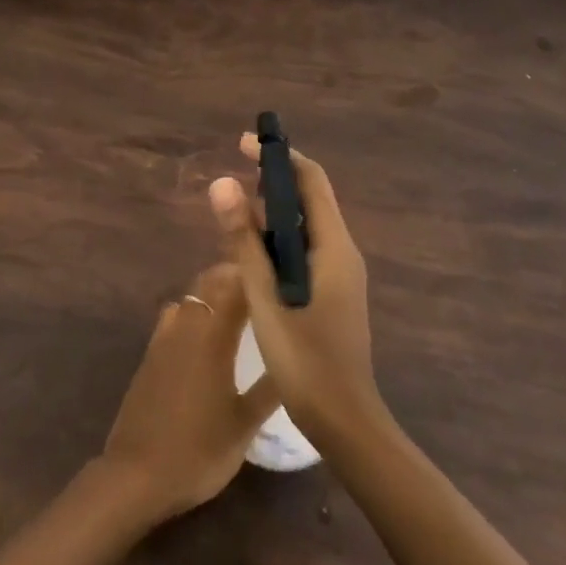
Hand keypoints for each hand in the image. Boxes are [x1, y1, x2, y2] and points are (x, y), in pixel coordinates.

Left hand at [100, 263, 280, 522]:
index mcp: (212, 336)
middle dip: (234, 277)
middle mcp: (186, 326)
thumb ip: (270, 389)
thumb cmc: (198, 450)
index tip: (278, 272)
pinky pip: (174, 316)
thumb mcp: (244, 425)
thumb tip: (296, 359)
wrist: (137, 473)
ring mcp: (163, 337)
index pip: (236, 287)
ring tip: (238, 306)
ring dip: (211, 292)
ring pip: (190, 297)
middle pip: (209, 283)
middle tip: (263, 286)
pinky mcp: (150, 353)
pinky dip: (192, 312)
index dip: (256, 274)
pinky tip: (205, 335)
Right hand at [209, 133, 380, 444]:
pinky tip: (254, 253)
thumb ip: (243, 238)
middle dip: (274, 181)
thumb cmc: (304, 355)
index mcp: (334, 246)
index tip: (244, 144)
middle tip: (232, 177)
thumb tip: (222, 183)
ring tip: (236, 211)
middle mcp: (343, 252)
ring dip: (274, 212)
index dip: (279, 157)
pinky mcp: (334, 294)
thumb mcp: (264, 293)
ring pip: (307, 227)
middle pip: (310, 200)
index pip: (311, 181)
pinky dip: (279, 239)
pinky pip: (306, 250)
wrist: (344, 420)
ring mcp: (342, 275)